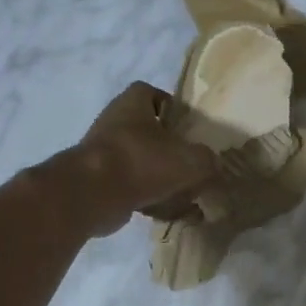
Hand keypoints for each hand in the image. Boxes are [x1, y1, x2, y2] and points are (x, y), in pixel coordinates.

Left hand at [59, 82, 220, 235]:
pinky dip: (147, 197)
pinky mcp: (96, 181)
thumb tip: (213, 166)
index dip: (170, 106)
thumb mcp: (191, 160)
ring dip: (158, 174)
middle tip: (190, 162)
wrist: (92, 194)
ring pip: (138, 159)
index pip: (151, 93)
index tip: (187, 126)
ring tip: (183, 192)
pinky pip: (129, 185)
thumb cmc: (142, 162)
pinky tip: (166, 212)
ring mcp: (102, 152)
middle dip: (167, 146)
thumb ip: (208, 160)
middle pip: (146, 129)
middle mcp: (113, 122)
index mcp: (132, 103)